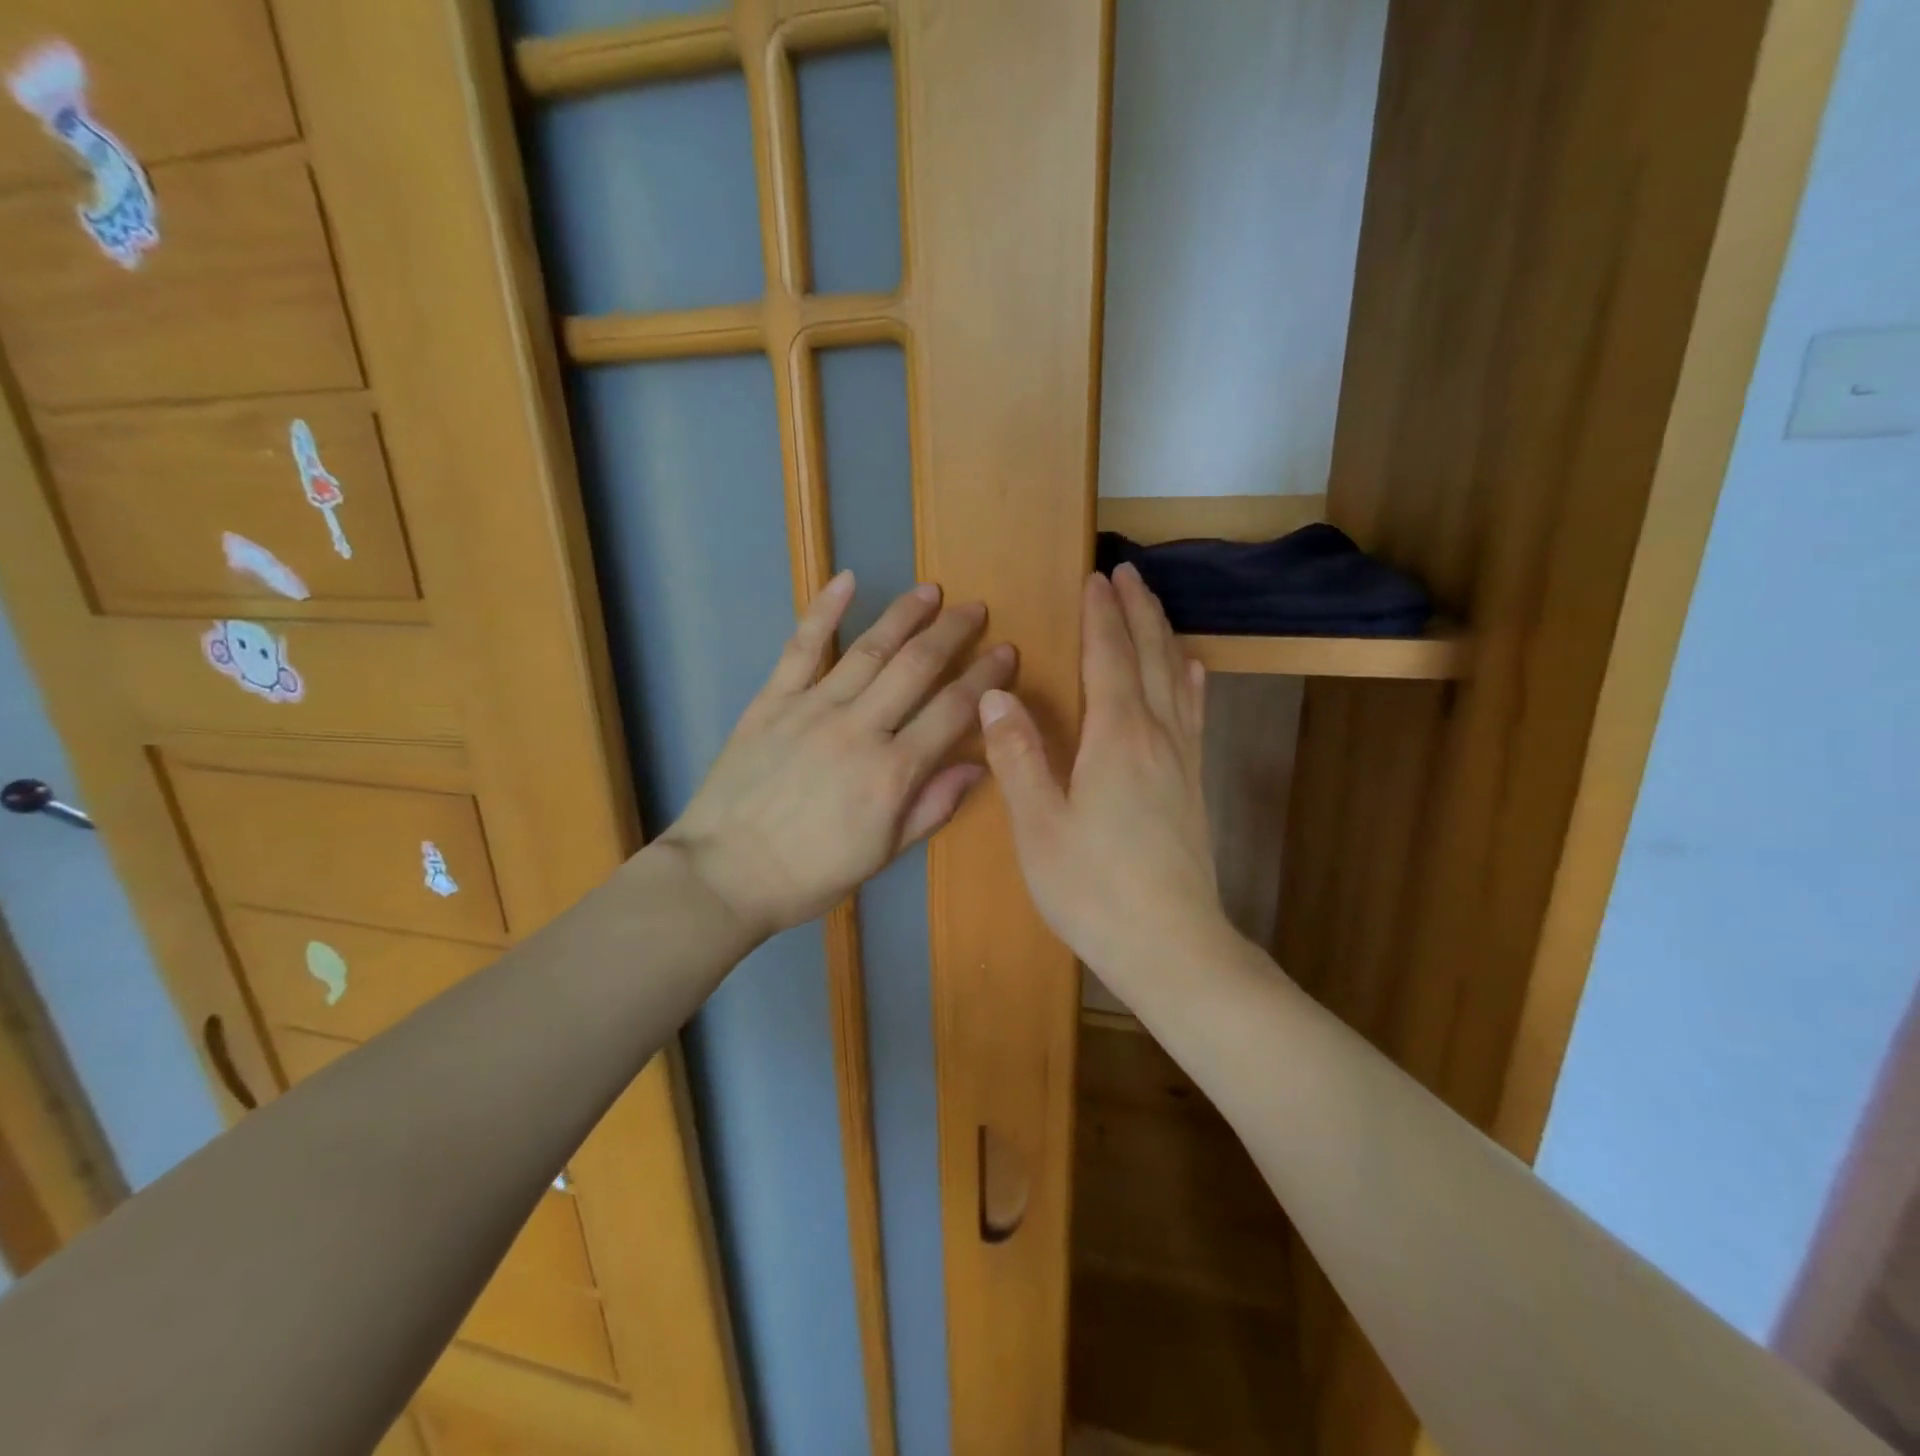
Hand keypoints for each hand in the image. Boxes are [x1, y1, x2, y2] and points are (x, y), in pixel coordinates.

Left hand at [659, 572, 1014, 941]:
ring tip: (930, 591)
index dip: (985, 679)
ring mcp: (813, 708)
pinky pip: (801, 647)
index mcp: (893, 772)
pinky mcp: (772, 700)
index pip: (953, 711)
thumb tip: (979, 765)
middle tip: (976, 609)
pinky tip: (846, 580)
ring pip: (869, 649)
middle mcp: (860, 728)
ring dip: (904, 615)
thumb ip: (932, 806)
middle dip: (953, 633)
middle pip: (917, 667)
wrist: (724, 874)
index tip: (1006, 653)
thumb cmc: (810, 874)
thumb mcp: (883, 854)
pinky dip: (824, 610)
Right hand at [979, 564, 1231, 987]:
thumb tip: (996, 693)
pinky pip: (1193, 714)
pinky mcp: (1193, 785)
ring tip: (1154, 604)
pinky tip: (1192, 671)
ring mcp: (1182, 760)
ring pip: (1176, 679)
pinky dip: (1189, 681)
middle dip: (1137, 611)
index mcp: (1116, 739)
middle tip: (1127, 571)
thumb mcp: (1038, 826)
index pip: (1108, 659)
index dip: (1101, 617)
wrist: (1171, 946)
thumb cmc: (1093, 888)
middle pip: (1149, 657)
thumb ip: (1018, 755)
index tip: (1095, 577)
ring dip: (1163, 635)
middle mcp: (1156, 736)